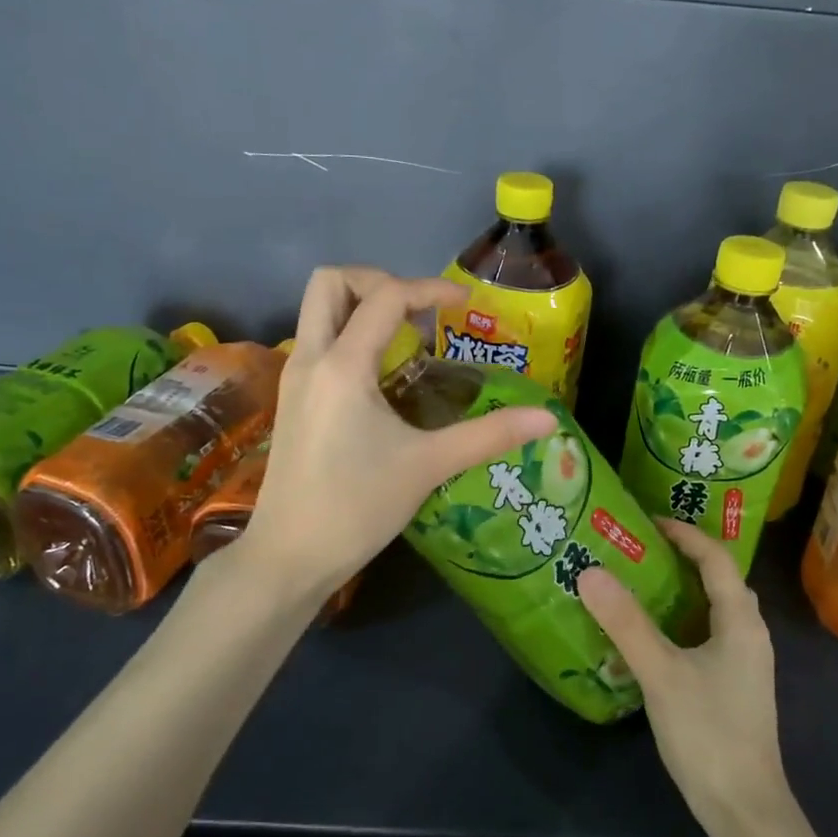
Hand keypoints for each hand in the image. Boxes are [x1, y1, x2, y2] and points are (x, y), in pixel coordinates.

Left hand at [241, 267, 555, 597]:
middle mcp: (310, 359)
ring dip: (361, 307)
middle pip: (331, 283)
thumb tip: (548, 419)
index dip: (430, 289)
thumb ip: (489, 435)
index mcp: (342, 366)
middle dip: (378, 280)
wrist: (290, 556)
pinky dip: (350, 335)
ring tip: (408, 340)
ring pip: (318, 311)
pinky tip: (384, 377)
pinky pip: (319, 342)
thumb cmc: (357, 508)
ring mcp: (295, 378)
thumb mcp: (428, 466)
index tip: (466, 305)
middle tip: (418, 312)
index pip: (385, 296)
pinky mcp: (293, 400)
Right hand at [577, 521, 789, 827]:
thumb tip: (590, 572)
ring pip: (714, 609)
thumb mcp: (661, 673)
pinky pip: (708, 635)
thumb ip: (626, 623)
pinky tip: (651, 636)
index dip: (685, 533)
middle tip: (640, 548)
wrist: (745, 809)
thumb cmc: (708, 733)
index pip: (716, 558)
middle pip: (720, 579)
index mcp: (740, 621)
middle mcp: (749, 634)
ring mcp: (744, 663)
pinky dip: (682, 621)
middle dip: (684, 557)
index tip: (647, 520)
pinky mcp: (734, 687)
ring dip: (683, 590)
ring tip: (640, 582)